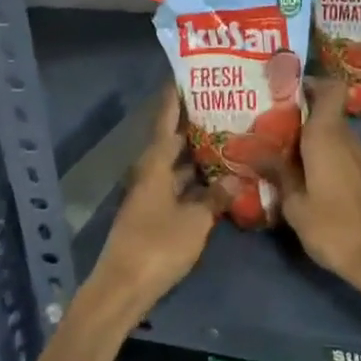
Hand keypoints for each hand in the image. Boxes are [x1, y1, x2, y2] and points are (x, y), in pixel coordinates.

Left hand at [90, 87, 214, 315]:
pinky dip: (196, 179)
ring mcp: (151, 194)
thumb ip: (216, 197)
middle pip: (172, 140)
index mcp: (154, 163)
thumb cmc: (158, 245)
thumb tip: (237, 179)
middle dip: (195, 123)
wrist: (123, 286)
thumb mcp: (195, 220)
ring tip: (229, 137)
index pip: (165, 119)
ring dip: (198, 153)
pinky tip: (219, 178)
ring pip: (177, 164)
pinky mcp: (155, 213)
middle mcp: (150, 171)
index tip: (190, 74)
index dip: (176, 96)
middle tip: (225, 105)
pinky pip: (178, 185)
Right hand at [279, 80, 360, 290]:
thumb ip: (276, 172)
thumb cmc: (333, 226)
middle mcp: (345, 138)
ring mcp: (357, 157)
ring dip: (306, 134)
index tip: (282, 89)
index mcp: (327, 134)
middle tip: (264, 120)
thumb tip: (251, 150)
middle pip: (324, 109)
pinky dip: (317, 153)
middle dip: (297, 111)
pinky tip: (296, 171)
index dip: (309, 82)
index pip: (329, 88)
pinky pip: (336, 150)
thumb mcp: (294, 202)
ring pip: (330, 131)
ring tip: (273, 146)